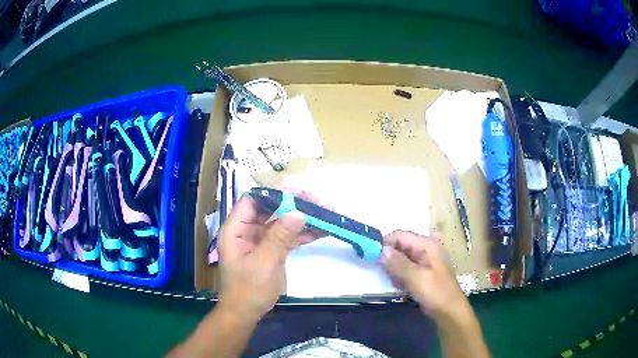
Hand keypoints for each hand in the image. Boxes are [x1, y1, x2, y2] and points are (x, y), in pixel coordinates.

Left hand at [216, 191, 324, 323]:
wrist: (247, 313)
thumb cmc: (248, 289)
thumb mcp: (264, 262)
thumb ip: (279, 237)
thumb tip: (298, 212)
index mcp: (236, 229)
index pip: (252, 200)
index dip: (273, 193)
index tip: (297, 191)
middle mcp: (248, 230)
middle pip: (271, 209)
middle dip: (294, 204)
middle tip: (317, 200)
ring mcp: (261, 240)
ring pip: (282, 222)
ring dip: (303, 218)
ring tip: (326, 211)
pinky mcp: (272, 250)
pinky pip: (288, 237)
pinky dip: (304, 234)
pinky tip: (322, 230)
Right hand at [380, 231, 471, 323]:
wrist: (449, 311)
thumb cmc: (435, 292)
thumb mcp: (416, 277)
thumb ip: (398, 263)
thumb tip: (381, 250)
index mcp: (426, 244)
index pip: (400, 235)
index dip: (385, 243)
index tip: (372, 256)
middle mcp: (425, 249)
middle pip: (400, 246)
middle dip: (389, 258)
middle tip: (384, 273)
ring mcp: (423, 261)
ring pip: (400, 259)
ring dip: (394, 269)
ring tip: (396, 282)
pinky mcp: (421, 272)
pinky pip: (405, 269)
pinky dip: (399, 276)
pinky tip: (401, 287)